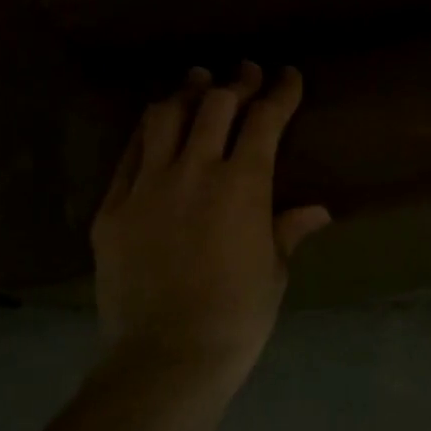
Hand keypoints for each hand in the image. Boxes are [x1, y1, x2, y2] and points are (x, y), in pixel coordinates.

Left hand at [91, 62, 330, 380]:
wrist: (166, 357)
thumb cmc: (237, 317)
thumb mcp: (273, 271)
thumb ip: (288, 230)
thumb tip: (318, 211)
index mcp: (243, 185)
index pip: (265, 120)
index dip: (280, 92)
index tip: (288, 76)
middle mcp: (194, 171)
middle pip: (214, 105)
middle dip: (236, 83)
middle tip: (245, 74)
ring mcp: (147, 186)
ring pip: (164, 118)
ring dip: (185, 94)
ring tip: (195, 82)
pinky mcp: (112, 208)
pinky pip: (128, 156)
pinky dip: (147, 134)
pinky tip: (155, 129)